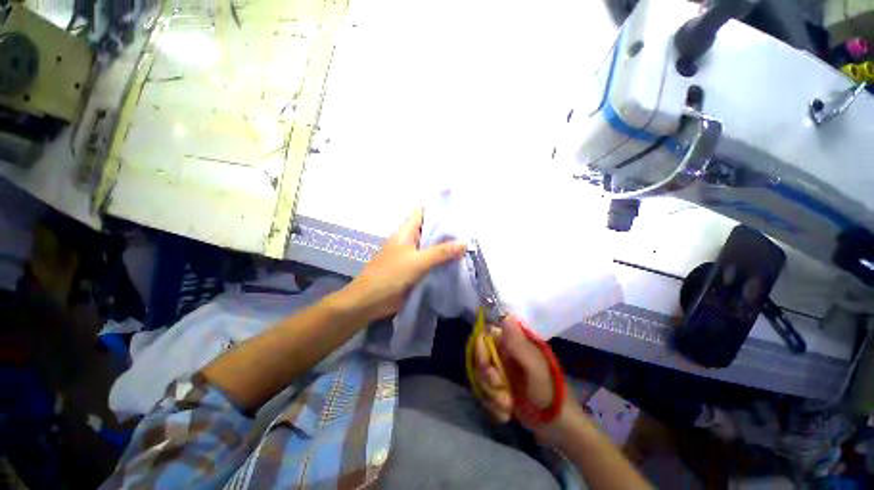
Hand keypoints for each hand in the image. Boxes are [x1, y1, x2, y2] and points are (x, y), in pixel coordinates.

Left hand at [341, 208, 466, 321]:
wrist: (370, 301)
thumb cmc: (390, 275)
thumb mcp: (417, 261)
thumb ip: (441, 252)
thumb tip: (465, 243)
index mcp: (406, 232)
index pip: (421, 212)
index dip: (436, 209)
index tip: (456, 212)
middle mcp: (409, 240)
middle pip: (428, 229)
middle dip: (446, 230)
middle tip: (468, 231)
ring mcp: (411, 256)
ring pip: (430, 246)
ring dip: (445, 247)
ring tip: (467, 245)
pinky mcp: (413, 270)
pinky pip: (430, 261)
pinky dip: (441, 261)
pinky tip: (456, 263)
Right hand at [474, 317, 585, 446]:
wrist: (560, 429)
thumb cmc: (552, 395)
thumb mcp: (536, 369)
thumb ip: (519, 345)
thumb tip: (506, 316)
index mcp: (514, 343)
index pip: (486, 336)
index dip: (481, 350)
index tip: (488, 367)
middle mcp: (505, 354)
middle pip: (480, 359)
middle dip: (487, 378)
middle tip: (501, 390)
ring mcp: (501, 372)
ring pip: (480, 378)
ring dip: (491, 395)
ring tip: (508, 406)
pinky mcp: (499, 389)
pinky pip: (484, 393)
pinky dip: (493, 406)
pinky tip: (505, 414)